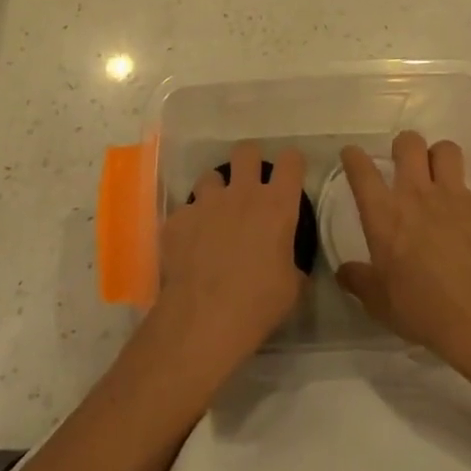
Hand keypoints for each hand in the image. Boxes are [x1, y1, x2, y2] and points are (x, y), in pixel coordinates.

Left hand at [149, 141, 306, 384]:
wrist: (204, 319)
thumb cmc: (258, 304)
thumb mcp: (291, 288)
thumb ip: (292, 264)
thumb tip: (290, 265)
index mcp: (276, 206)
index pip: (291, 162)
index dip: (292, 164)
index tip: (290, 175)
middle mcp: (241, 193)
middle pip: (246, 151)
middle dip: (249, 162)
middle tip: (250, 185)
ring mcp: (205, 202)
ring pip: (210, 177)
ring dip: (215, 192)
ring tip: (214, 216)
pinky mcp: (178, 219)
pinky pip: (185, 211)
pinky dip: (189, 224)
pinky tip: (190, 247)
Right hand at [335, 131, 470, 383]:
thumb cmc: (423, 310)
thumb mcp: (379, 303)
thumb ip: (359, 281)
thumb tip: (343, 272)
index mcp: (383, 213)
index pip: (361, 169)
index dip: (352, 156)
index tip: (351, 157)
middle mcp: (414, 194)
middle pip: (408, 142)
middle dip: (402, 146)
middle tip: (402, 166)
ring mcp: (450, 197)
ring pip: (444, 149)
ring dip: (436, 156)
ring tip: (434, 175)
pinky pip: (465, 182)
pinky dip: (458, 188)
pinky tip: (457, 212)